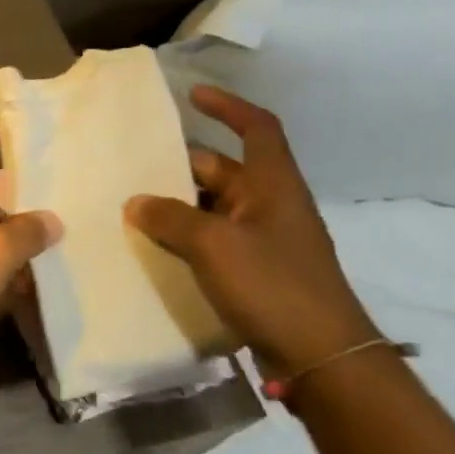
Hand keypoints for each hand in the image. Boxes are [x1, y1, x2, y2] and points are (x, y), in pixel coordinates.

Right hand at [124, 86, 377, 378]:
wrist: (321, 358)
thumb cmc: (273, 286)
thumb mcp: (214, 246)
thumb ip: (171, 219)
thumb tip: (136, 202)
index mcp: (273, 185)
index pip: (257, 129)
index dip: (228, 107)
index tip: (193, 96)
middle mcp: (271, 206)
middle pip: (223, 171)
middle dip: (181, 167)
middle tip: (134, 169)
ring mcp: (264, 242)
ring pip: (213, 209)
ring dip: (178, 207)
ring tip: (132, 208)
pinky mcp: (256, 273)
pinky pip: (214, 242)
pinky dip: (185, 239)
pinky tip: (154, 249)